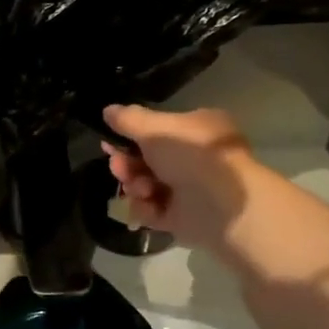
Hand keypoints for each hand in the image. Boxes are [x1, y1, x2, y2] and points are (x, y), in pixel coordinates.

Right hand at [103, 104, 261, 252]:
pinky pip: (153, 210)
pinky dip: (145, 208)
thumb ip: (128, 119)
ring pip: (146, 185)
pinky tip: (147, 204)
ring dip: (135, 185)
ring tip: (139, 188)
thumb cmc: (191, 155)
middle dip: (127, 163)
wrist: (221, 205)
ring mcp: (189, 190)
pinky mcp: (182, 218)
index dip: (131, 135)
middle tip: (118, 166)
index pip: (158, 130)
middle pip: (147, 159)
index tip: (108, 141)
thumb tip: (108, 110)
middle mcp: (194, 159)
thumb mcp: (156, 128)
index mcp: (196, 130)